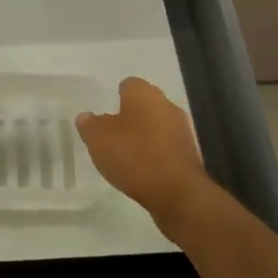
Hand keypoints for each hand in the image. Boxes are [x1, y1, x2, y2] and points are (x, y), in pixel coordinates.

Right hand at [77, 78, 217, 241]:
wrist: (177, 192)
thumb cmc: (134, 156)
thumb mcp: (98, 139)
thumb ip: (89, 124)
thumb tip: (87, 116)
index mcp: (144, 94)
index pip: (129, 84)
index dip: (115, 96)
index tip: (105, 111)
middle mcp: (166, 105)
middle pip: (145, 104)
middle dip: (130, 116)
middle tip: (111, 133)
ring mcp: (182, 129)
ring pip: (157, 125)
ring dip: (144, 135)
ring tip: (125, 154)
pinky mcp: (190, 153)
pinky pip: (166, 146)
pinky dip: (155, 153)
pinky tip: (142, 169)